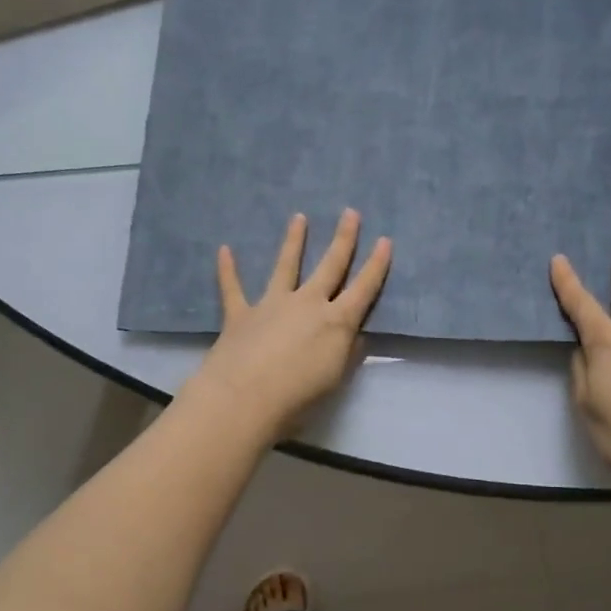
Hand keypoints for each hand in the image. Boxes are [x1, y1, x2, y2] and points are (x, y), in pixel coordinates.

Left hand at [184, 209, 391, 442]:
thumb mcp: (336, 378)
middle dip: (344, 239)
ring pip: (286, 266)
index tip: (385, 240)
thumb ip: (348, 353)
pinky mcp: (241, 314)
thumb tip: (356, 336)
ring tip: (299, 218)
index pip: (363, 288)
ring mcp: (272, 304)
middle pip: (330, 266)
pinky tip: (224, 250)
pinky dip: (228, 270)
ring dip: (293, 241)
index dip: (376, 265)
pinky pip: (233, 288)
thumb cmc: (299, 395)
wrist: (246, 397)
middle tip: (350, 212)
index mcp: (336, 321)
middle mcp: (307, 303)